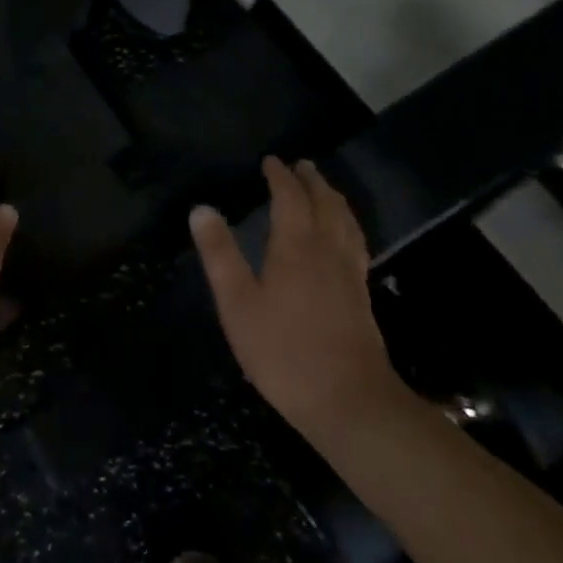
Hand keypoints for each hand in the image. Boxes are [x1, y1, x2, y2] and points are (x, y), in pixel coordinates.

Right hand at [189, 158, 403, 438]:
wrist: (347, 401)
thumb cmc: (282, 351)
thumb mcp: (237, 303)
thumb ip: (220, 254)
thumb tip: (201, 209)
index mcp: (296, 246)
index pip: (290, 198)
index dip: (280, 177)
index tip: (270, 161)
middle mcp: (327, 250)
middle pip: (325, 204)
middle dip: (311, 181)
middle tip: (301, 165)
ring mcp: (349, 273)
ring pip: (346, 222)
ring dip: (333, 199)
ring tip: (324, 189)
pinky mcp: (361, 295)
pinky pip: (356, 243)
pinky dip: (348, 225)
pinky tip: (344, 237)